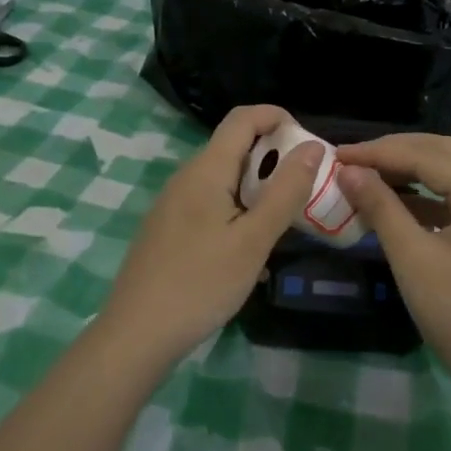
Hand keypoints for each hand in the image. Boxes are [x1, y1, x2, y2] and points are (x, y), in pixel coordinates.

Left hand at [100, 106, 324, 367]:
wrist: (138, 333)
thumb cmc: (201, 283)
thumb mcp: (253, 240)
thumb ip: (285, 191)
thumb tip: (312, 147)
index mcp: (206, 170)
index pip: (243, 118)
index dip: (278, 117)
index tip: (309, 145)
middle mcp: (186, 177)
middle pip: (234, 146)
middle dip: (274, 156)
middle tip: (306, 188)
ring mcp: (173, 203)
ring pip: (224, 178)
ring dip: (258, 186)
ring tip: (285, 219)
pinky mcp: (169, 228)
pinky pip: (211, 202)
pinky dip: (239, 208)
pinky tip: (250, 246)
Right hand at [336, 135, 450, 391]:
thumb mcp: (413, 257)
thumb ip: (381, 207)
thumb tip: (348, 171)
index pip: (427, 155)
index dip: (379, 152)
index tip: (337, 154)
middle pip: (443, 154)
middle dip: (396, 152)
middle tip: (353, 159)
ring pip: (449, 176)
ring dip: (409, 171)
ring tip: (367, 176)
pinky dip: (422, 198)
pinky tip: (393, 205)